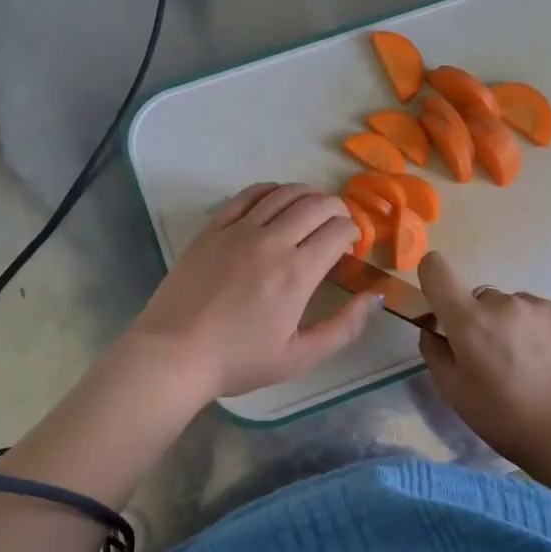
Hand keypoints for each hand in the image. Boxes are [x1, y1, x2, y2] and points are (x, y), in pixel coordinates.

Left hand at [126, 183, 380, 400]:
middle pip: (316, 204)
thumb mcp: (301, 357)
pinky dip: (271, 191)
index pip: (338, 230)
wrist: (174, 354)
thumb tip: (376, 296)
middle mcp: (272, 241)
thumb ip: (345, 326)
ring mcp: (239, 230)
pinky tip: (276, 200)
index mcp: (298, 272)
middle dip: (337, 210)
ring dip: (308, 196)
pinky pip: (248, 195)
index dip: (353, 232)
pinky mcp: (213, 228)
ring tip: (312, 210)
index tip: (350, 246)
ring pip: (284, 193)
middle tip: (337, 226)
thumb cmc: (240, 360)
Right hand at [416, 251, 550, 467]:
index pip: (436, 270)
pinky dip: (540, 330)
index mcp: (469, 321)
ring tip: (529, 364)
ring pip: (513, 306)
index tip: (439, 300)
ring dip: (512, 325)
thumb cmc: (505, 420)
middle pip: (479, 298)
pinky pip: (541, 313)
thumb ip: (435, 353)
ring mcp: (539, 305)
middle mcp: (503, 302)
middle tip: (494, 358)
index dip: (431, 276)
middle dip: (480, 320)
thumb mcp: (455, 394)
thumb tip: (433, 329)